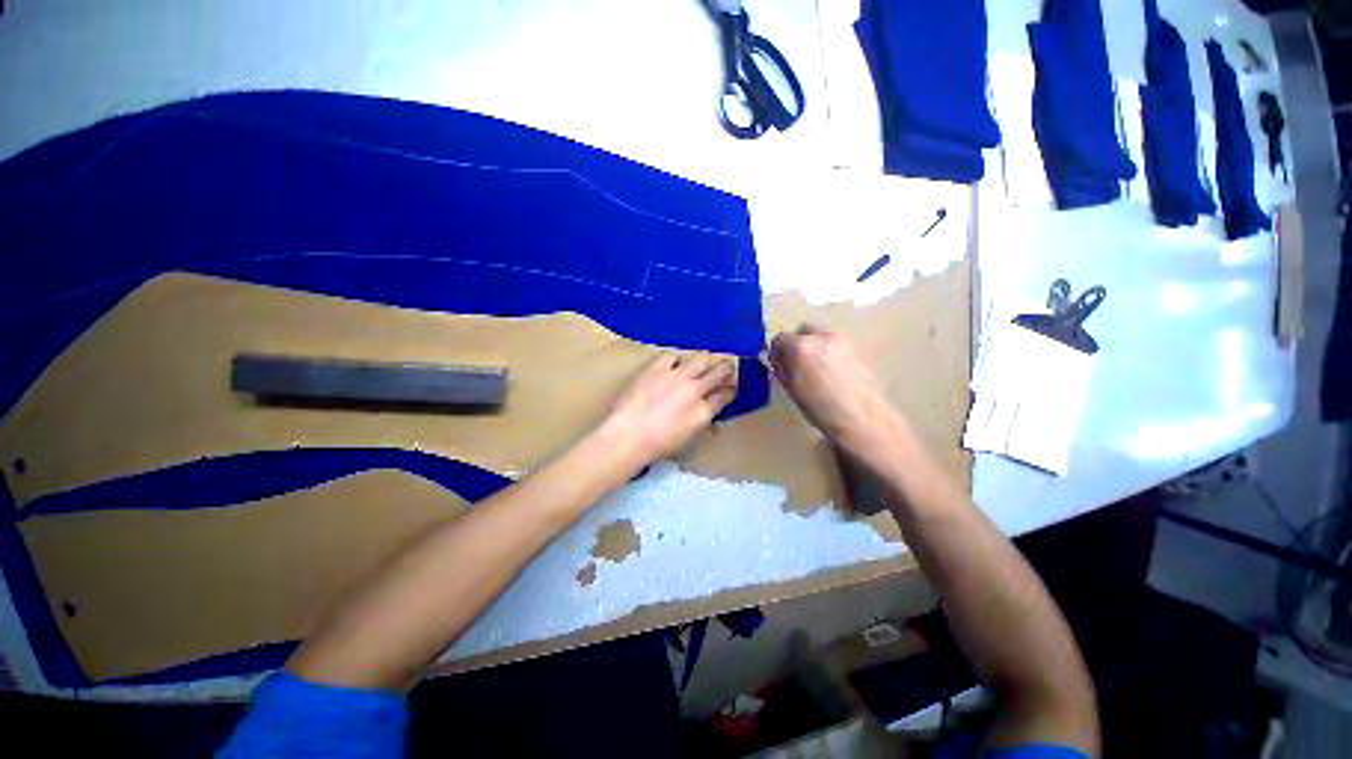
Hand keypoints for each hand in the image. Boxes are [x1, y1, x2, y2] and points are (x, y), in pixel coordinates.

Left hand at [602, 353, 737, 466]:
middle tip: (727, 367)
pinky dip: (678, 359)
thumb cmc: (657, 445)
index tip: (731, 387)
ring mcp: (677, 376)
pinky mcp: (658, 367)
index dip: (731, 388)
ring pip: (702, 358)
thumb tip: (707, 410)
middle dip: (727, 368)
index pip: (726, 393)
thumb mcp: (688, 438)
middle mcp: (695, 389)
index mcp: (704, 411)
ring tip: (707, 360)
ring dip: (708, 360)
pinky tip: (676, 364)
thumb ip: (701, 419)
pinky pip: (674, 356)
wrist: (628, 435)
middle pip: (720, 371)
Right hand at [769, 325, 898, 449]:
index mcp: (800, 347)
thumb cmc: (819, 407)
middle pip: (802, 330)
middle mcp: (820, 336)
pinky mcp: (854, 347)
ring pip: (819, 334)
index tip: (778, 366)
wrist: (859, 416)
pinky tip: (829, 370)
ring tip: (813, 367)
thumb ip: (782, 370)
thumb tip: (779, 362)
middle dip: (796, 343)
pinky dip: (827, 351)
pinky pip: (833, 343)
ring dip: (812, 345)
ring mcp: (840, 339)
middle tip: (795, 363)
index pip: (780, 339)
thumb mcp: (791, 389)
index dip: (776, 352)